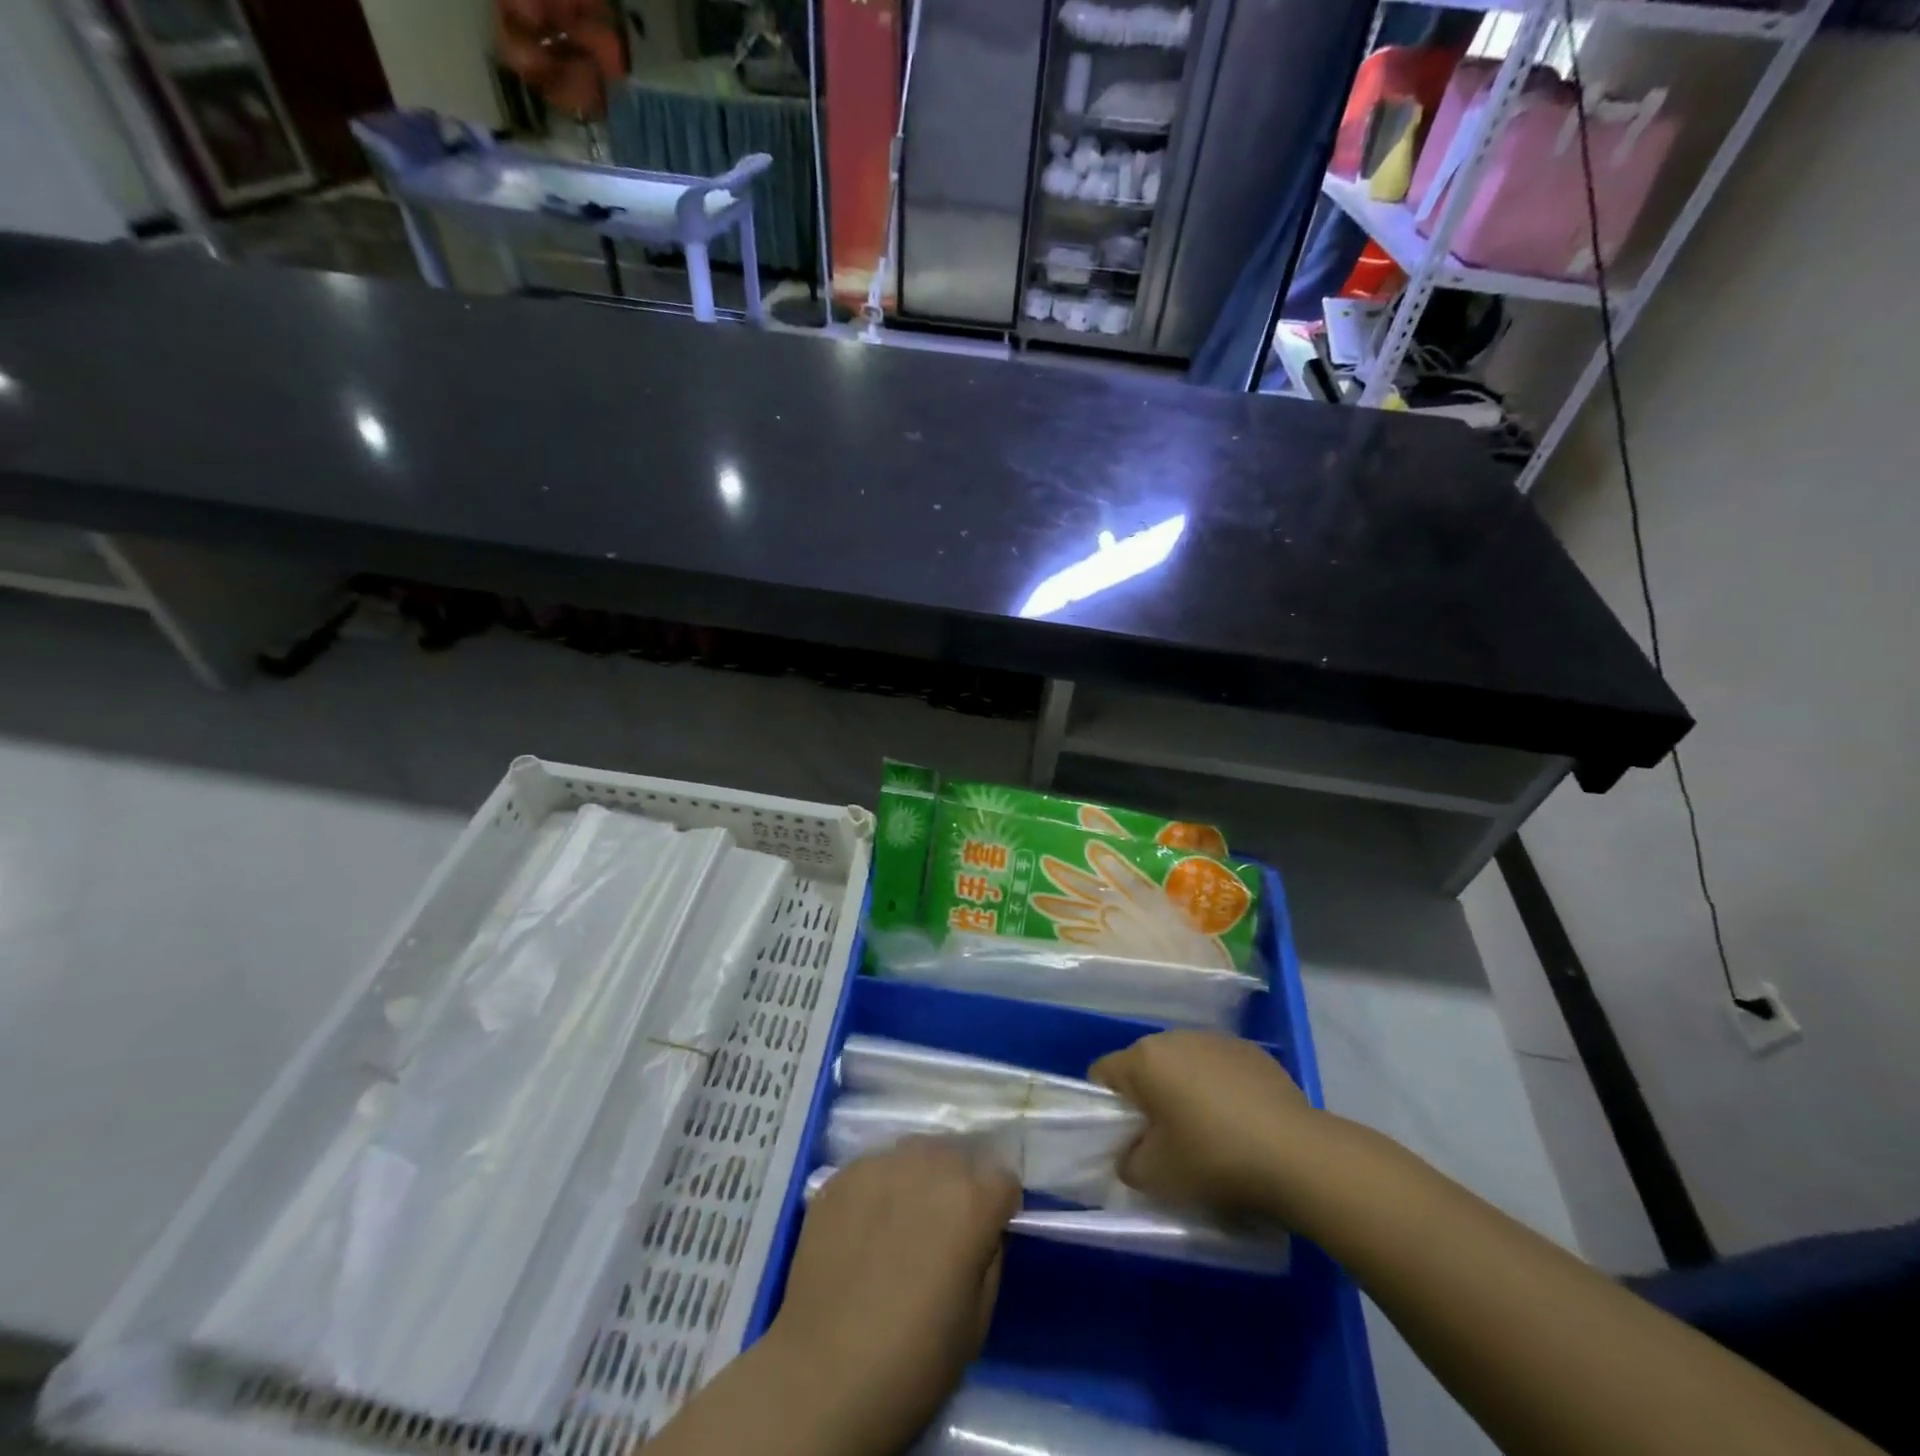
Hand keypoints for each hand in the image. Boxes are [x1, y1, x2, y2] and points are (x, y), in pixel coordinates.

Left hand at [766, 1139, 1018, 1454]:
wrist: (822, 1376)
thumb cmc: (914, 1360)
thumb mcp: (978, 1319)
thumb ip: (990, 1255)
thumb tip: (984, 1229)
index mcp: (971, 1199)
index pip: (1004, 1180)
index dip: (998, 1209)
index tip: (986, 1236)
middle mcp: (929, 1165)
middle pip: (958, 1156)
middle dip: (959, 1185)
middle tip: (943, 1229)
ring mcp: (880, 1164)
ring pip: (915, 1153)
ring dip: (919, 1178)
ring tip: (902, 1221)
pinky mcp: (842, 1175)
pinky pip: (875, 1168)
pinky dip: (879, 1188)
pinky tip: (865, 1228)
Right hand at [1090, 1031, 1319, 1221]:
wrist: (1297, 1156)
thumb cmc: (1213, 1159)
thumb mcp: (1155, 1177)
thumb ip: (1127, 1162)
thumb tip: (1130, 1152)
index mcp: (1145, 1059)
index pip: (1103, 1073)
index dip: (1105, 1107)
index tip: (1125, 1139)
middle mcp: (1175, 1037)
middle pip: (1145, 1066)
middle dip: (1148, 1099)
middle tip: (1165, 1141)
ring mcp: (1216, 1040)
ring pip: (1183, 1064)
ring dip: (1184, 1091)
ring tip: (1207, 1133)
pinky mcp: (1251, 1052)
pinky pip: (1218, 1068)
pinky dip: (1219, 1089)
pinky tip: (1239, 1124)